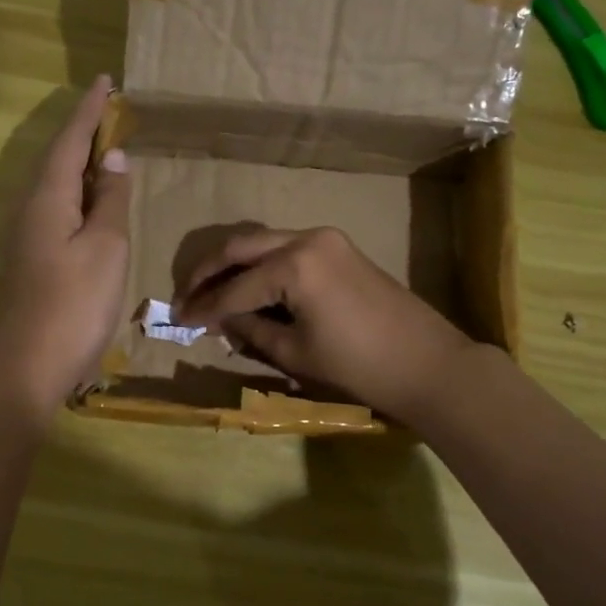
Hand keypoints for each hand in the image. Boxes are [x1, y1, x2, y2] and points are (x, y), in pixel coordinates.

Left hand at [0, 76, 130, 420]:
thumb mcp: (106, 247)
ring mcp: (27, 237)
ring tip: (107, 150)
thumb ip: (110, 200)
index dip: (89, 111)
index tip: (106, 81)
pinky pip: (57, 210)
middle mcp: (30, 210)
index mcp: (47, 198)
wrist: (28, 365)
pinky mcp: (32, 260)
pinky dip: (78, 195)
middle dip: (83, 133)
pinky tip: (93, 204)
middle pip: (57, 159)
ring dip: (80, 164)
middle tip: (111, 113)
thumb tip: (112, 159)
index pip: (69, 141)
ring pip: (56, 186)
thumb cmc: (74, 303)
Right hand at [174, 225, 478, 424]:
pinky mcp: (338, 248)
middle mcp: (306, 238)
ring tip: (208, 291)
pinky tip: (246, 286)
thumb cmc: (358, 366)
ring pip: (263, 243)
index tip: (178, 319)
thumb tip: (223, 319)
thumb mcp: (295, 353)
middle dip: (208, 272)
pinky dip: (261, 266)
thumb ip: (251, 330)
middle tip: (184, 296)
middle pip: (241, 247)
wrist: (427, 364)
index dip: (203, 307)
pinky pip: (286, 249)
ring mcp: (326, 239)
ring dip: (233, 265)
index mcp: (294, 265)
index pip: (234, 287)